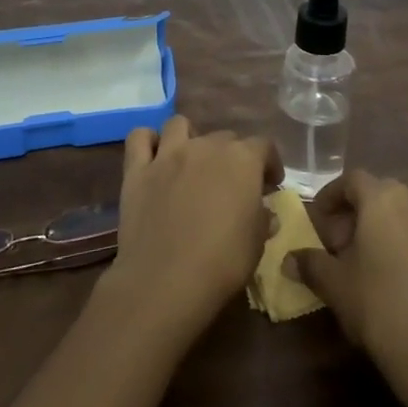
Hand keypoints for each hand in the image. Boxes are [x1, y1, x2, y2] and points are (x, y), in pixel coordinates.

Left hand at [102, 116, 282, 342]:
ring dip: (190, 138)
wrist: (166, 282)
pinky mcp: (137, 170)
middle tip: (231, 184)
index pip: (264, 146)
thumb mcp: (257, 243)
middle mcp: (206, 146)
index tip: (270, 184)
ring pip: (180, 125)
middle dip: (232, 156)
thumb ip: (262, 219)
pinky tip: (154, 158)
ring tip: (191, 162)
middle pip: (224, 137)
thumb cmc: (222, 263)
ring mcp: (168, 155)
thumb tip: (265, 211)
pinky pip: (139, 138)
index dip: (270, 163)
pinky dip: (148, 142)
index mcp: (242, 160)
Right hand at [286, 169, 407, 406]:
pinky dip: (399, 243)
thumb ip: (310, 264)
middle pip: (378, 194)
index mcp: (384, 197)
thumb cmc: (379, 304)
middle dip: (354, 214)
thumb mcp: (335, 284)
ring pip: (401, 214)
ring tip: (360, 263)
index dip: (330, 196)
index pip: (352, 180)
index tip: (316, 220)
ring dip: (377, 228)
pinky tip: (387, 277)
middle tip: (335, 245)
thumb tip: (288, 259)